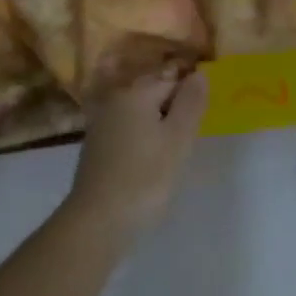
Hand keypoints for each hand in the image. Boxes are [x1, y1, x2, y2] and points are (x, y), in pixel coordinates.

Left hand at [62, 66, 209, 243]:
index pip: (172, 78)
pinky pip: (127, 128)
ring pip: (140, 111)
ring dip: (158, 123)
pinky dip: (142, 136)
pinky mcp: (96, 145)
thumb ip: (191, 102)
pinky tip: (149, 159)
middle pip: (154, 92)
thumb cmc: (145, 177)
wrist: (98, 221)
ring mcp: (101, 122)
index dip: (190, 96)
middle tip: (188, 138)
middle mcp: (115, 99)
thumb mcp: (179, 139)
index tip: (198, 122)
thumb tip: (199, 73)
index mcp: (136, 92)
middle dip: (174, 107)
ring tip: (172, 151)